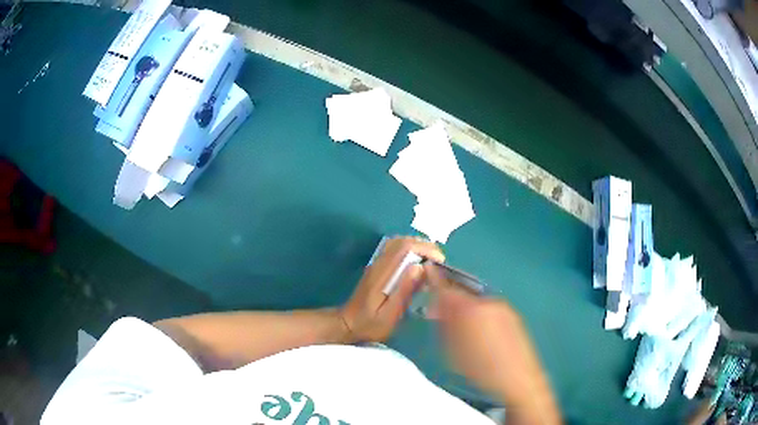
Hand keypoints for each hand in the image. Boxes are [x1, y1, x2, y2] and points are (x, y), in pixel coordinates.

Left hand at [340, 237, 443, 342]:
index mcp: (382, 274)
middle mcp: (378, 264)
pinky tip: (418, 264)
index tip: (440, 261)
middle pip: (402, 241)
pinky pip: (394, 250)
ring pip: (398, 243)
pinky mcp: (376, 268)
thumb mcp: (389, 314)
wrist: (347, 325)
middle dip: (425, 246)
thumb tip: (420, 267)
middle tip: (439, 261)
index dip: (425, 249)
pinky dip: (410, 250)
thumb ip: (404, 291)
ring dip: (417, 246)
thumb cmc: (370, 324)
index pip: (405, 248)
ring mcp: (376, 264)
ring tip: (432, 261)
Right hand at [425, 265, 560, 423]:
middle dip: (449, 297)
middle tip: (438, 311)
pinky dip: (479, 314)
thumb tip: (437, 307)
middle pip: (463, 292)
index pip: (447, 288)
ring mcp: (503, 308)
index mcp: (471, 309)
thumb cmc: (480, 368)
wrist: (517, 378)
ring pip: (476, 301)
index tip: (428, 272)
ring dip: (464, 306)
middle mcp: (488, 302)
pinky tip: (479, 333)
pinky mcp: (513, 316)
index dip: (436, 280)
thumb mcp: (453, 350)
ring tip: (458, 326)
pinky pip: (489, 308)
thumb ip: (444, 324)